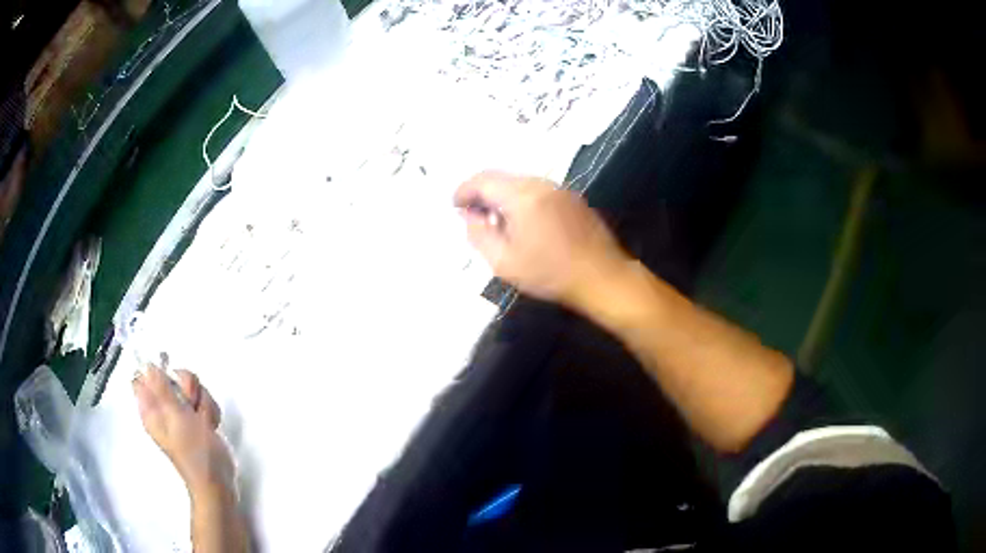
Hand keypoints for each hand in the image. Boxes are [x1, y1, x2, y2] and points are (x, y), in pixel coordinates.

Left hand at [133, 366, 234, 500]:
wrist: (218, 481)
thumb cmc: (194, 452)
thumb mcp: (176, 418)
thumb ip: (161, 389)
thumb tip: (146, 364)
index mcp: (151, 407)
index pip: (146, 376)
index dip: (158, 370)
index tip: (172, 379)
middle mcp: (164, 408)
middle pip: (172, 376)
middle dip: (187, 387)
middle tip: (191, 405)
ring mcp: (182, 414)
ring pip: (192, 387)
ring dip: (202, 401)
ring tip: (203, 422)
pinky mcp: (198, 420)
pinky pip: (204, 400)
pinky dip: (210, 411)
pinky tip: (211, 426)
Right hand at [454, 171, 630, 308]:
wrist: (602, 277)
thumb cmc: (550, 274)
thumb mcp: (504, 262)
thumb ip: (479, 234)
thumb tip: (468, 216)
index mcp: (521, 195)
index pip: (482, 180)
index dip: (463, 191)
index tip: (455, 206)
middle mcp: (540, 184)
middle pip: (501, 177)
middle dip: (482, 193)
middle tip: (473, 216)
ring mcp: (559, 189)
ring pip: (520, 182)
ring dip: (503, 196)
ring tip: (498, 222)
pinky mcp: (572, 198)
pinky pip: (537, 190)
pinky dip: (522, 199)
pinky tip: (524, 223)